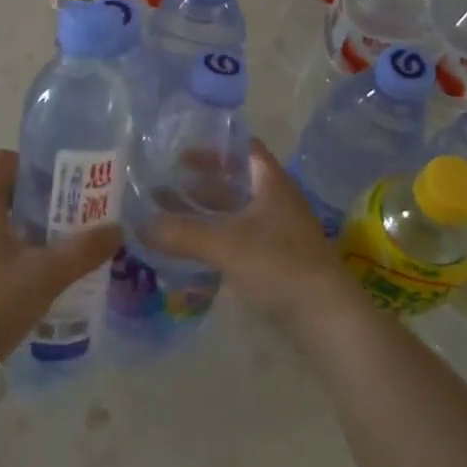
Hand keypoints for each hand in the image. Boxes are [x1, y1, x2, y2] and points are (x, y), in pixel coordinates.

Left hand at [0, 149, 120, 359]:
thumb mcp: (47, 276)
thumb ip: (84, 250)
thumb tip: (116, 230)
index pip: (1, 159)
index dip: (29, 164)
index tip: (54, 184)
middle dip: (19, 189)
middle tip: (50, 209)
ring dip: (5, 215)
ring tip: (37, 240)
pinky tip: (13, 269)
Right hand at [142, 139, 358, 330]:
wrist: (327, 318)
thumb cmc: (279, 264)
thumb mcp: (225, 244)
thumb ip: (182, 234)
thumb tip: (139, 225)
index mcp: (271, 183)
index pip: (243, 150)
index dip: (213, 147)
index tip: (180, 152)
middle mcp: (277, 201)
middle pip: (236, 182)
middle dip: (201, 184)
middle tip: (164, 186)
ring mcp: (280, 233)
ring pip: (237, 213)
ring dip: (207, 214)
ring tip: (170, 218)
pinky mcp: (278, 262)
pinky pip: (241, 240)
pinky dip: (217, 239)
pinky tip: (193, 250)